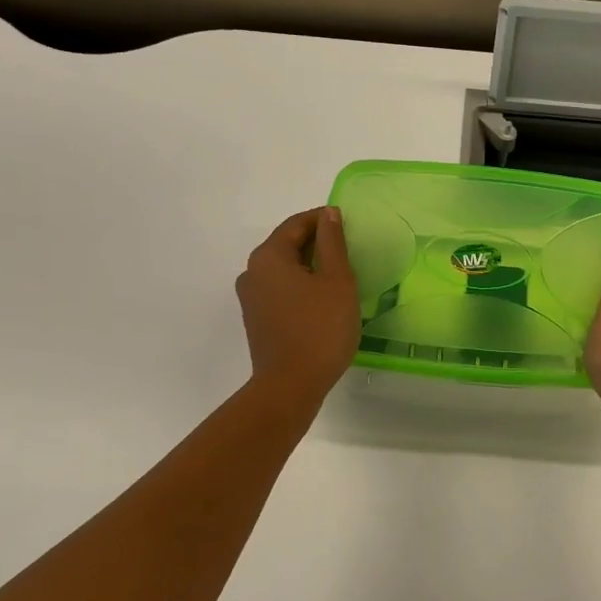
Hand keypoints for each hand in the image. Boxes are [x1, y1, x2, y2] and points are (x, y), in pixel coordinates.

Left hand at [236, 208, 360, 406]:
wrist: (290, 386)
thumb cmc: (319, 328)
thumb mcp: (336, 279)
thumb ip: (332, 242)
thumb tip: (328, 214)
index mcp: (269, 256)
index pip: (297, 224)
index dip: (323, 220)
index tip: (349, 225)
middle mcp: (252, 271)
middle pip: (287, 244)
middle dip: (318, 243)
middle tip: (349, 251)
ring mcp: (251, 298)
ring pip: (284, 269)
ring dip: (310, 266)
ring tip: (340, 276)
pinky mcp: (257, 319)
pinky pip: (280, 290)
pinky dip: (301, 286)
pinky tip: (323, 300)